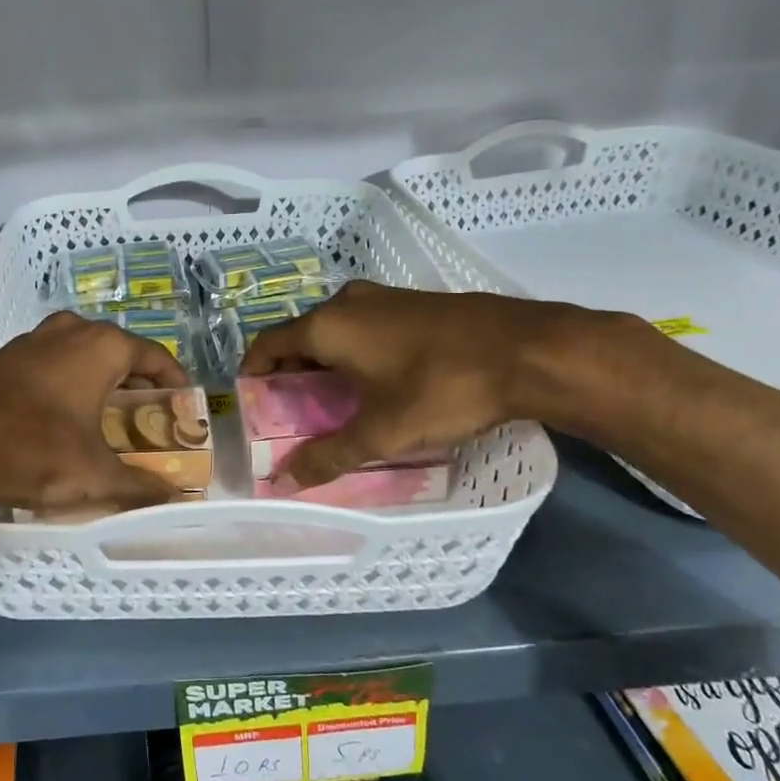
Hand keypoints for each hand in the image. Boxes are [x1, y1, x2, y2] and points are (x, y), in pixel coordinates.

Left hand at [0, 310, 192, 526]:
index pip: (153, 355)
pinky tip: (56, 415)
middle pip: (115, 351)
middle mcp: (68, 331)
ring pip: (77, 353)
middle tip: (144, 413)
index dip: (173, 379)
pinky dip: (61, 382)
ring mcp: (29, 340)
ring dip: (95, 378)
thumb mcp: (95, 475)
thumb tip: (170, 497)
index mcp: (101, 347)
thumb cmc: (36, 451)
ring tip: (103, 414)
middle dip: (133, 380)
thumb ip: (139, 485)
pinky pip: (46, 364)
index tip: (183, 401)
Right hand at [241, 280, 580, 490]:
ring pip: (335, 331)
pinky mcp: (413, 304)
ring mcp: (383, 298)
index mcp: (328, 326)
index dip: (253, 373)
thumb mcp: (381, 432)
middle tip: (292, 413)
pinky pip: (365, 327)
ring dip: (324, 362)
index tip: (251, 403)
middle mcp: (347, 303)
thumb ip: (329, 456)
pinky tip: (375, 383)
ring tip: (331, 403)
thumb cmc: (441, 388)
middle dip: (290, 373)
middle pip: (300, 336)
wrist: (528, 350)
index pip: (268, 344)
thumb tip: (283, 482)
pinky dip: (354, 352)